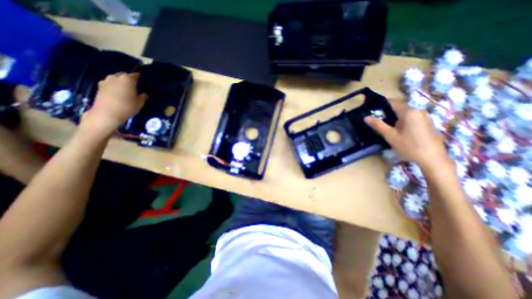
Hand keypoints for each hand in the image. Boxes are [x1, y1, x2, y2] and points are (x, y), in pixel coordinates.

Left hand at [83, 73, 146, 134]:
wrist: (107, 113)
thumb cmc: (127, 107)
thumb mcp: (139, 103)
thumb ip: (142, 97)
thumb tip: (144, 94)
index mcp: (127, 79)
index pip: (135, 74)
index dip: (140, 77)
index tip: (143, 80)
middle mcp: (116, 77)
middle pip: (124, 75)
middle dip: (129, 79)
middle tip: (135, 86)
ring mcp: (106, 81)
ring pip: (116, 79)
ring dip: (121, 82)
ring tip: (126, 90)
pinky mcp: (99, 86)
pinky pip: (110, 83)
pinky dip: (114, 86)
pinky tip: (117, 93)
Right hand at [364, 101, 449, 169]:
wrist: (433, 159)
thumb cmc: (409, 146)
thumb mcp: (390, 136)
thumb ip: (378, 125)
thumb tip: (366, 117)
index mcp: (409, 112)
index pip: (393, 102)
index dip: (381, 105)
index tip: (372, 110)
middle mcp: (418, 111)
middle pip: (399, 107)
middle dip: (387, 112)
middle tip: (376, 121)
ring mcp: (425, 117)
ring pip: (405, 113)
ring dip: (394, 117)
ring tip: (385, 126)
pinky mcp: (427, 123)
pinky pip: (411, 118)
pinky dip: (402, 121)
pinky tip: (398, 130)